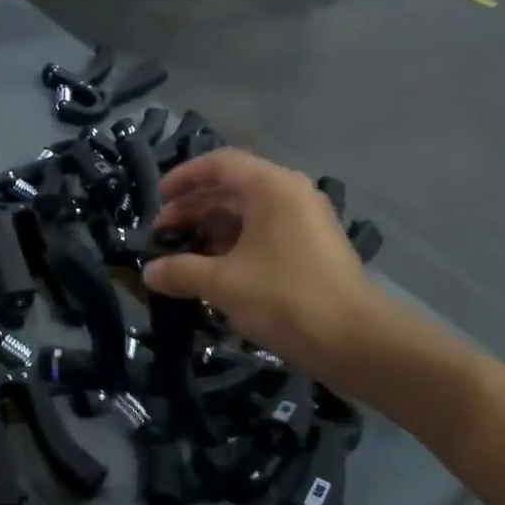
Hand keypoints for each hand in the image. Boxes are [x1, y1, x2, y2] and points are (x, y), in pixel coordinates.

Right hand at [141, 149, 390, 395]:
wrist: (356, 341)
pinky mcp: (311, 247)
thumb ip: (180, 271)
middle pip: (231, 189)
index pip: (219, 164)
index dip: (183, 178)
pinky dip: (234, 245)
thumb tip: (148, 273)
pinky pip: (263, 233)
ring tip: (182, 257)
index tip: (158, 200)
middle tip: (162, 237)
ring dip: (211, 231)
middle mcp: (290, 194)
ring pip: (247, 214)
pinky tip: (213, 272)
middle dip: (193, 210)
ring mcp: (304, 220)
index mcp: (271, 187)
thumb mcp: (222, 284)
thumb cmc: (284, 298)